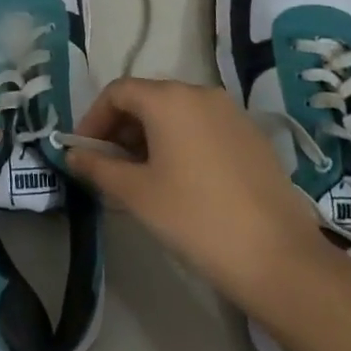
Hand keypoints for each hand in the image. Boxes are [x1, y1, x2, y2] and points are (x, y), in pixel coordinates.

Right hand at [64, 77, 326, 310]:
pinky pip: (203, 127)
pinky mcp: (252, 136)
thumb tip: (72, 154)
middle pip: (148, 98)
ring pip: (177, 113)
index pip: (117, 92)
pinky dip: (181, 142)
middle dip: (121, 128)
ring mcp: (231, 113)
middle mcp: (200, 92)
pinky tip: (181, 180)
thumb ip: (98, 167)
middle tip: (109, 166)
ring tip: (142, 176)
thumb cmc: (195, 218)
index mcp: (169, 98)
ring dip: (150, 136)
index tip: (83, 151)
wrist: (278, 257)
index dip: (94, 119)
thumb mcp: (136, 194)